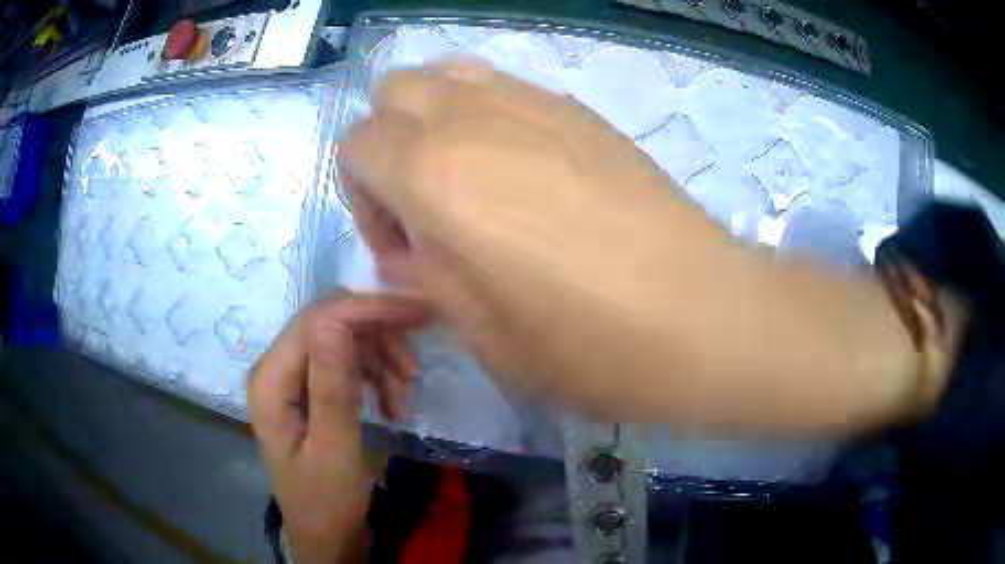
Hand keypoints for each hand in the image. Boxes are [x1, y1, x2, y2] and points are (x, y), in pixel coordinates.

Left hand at [248, 293, 427, 562]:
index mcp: (271, 380)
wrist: (326, 534)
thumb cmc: (327, 501)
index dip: (368, 310)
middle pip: (330, 323)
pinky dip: (375, 376)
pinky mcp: (308, 388)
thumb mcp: (335, 450)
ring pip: (342, 340)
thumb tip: (336, 320)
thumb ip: (332, 388)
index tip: (419, 314)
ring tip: (405, 398)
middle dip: (378, 336)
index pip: (318, 320)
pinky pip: (346, 363)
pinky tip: (393, 404)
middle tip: (414, 367)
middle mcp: (275, 367)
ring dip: (380, 360)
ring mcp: (291, 377)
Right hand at [338, 59, 916, 431]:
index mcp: (437, 174)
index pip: (356, 145)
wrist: (706, 317)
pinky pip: (504, 86)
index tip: (403, 246)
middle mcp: (476, 117)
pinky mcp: (582, 110)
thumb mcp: (483, 335)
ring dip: (434, 120)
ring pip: (447, 74)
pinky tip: (525, 173)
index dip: (362, 197)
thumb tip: (407, 248)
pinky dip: (485, 115)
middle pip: (393, 92)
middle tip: (428, 206)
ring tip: (469, 181)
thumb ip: (426, 275)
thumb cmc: (593, 347)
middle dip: (388, 144)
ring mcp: (536, 103)